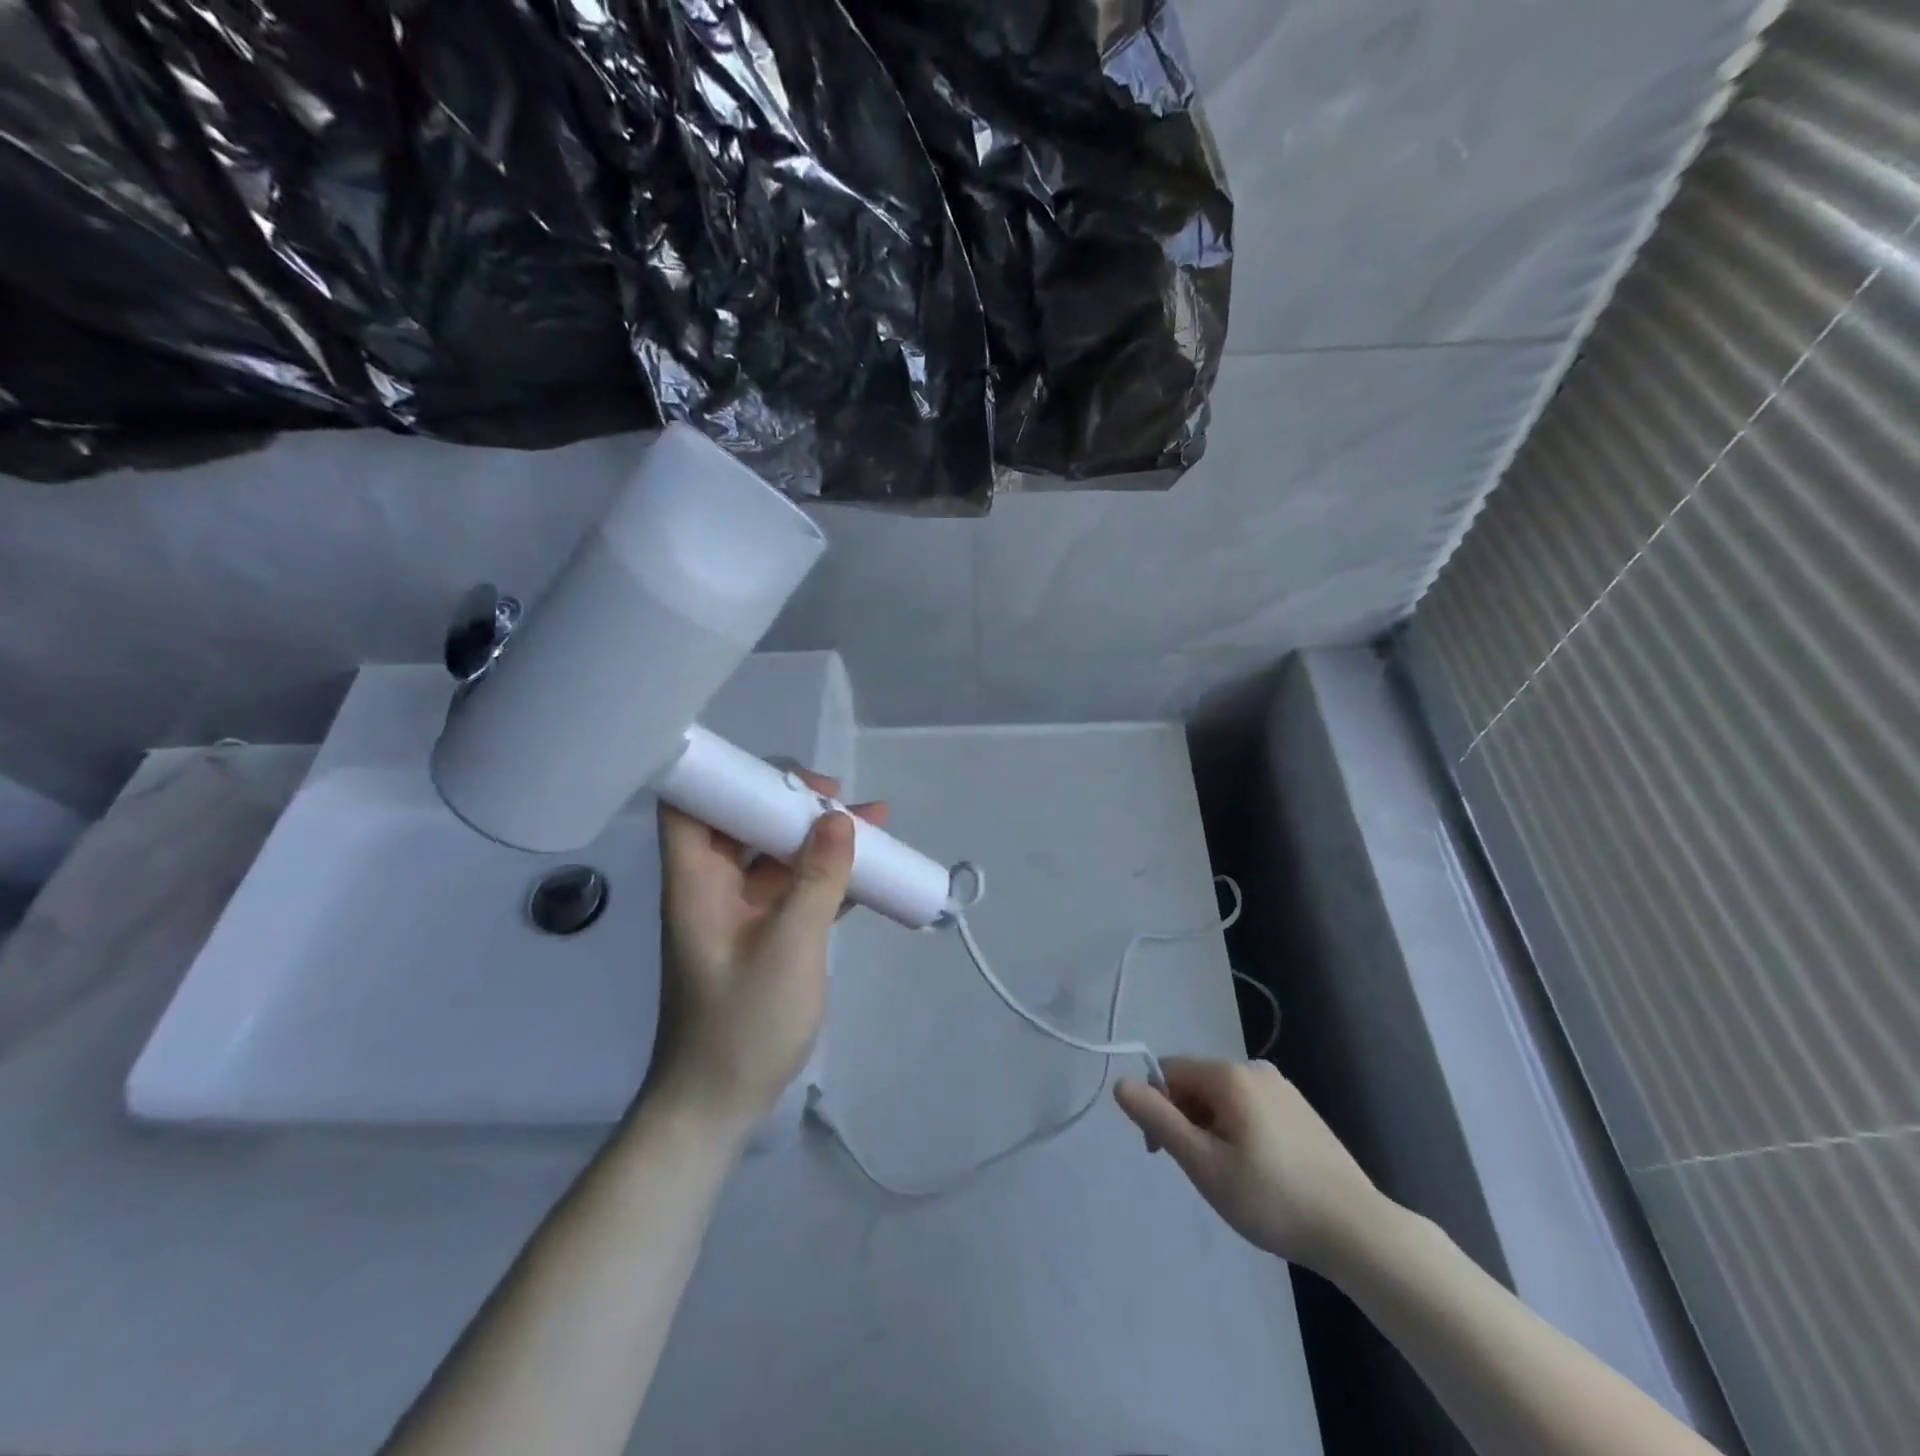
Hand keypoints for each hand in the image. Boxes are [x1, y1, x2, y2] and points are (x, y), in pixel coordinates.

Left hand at [644, 769, 887, 1136]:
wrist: (717, 1105)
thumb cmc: (742, 1024)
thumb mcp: (789, 946)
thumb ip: (817, 879)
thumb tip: (839, 818)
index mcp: (696, 881)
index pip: (690, 804)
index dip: (727, 776)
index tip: (785, 776)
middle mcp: (712, 886)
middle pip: (743, 821)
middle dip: (792, 802)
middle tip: (841, 799)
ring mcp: (738, 911)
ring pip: (775, 854)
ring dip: (819, 837)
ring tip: (873, 822)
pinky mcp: (762, 935)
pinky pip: (793, 887)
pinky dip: (825, 874)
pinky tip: (868, 869)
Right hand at [1114, 1058, 1388, 1272]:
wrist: (1358, 1231)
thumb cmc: (1271, 1198)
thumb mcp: (1204, 1163)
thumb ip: (1159, 1119)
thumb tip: (1120, 1082)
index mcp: (1228, 1074)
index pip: (1168, 1071)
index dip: (1156, 1107)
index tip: (1162, 1153)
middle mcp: (1254, 1068)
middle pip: (1196, 1083)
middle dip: (1184, 1120)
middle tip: (1198, 1172)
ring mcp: (1282, 1088)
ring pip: (1223, 1099)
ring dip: (1210, 1129)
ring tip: (1229, 1179)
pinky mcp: (1301, 1111)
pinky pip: (1250, 1109)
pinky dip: (1238, 1132)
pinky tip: (1258, 1173)